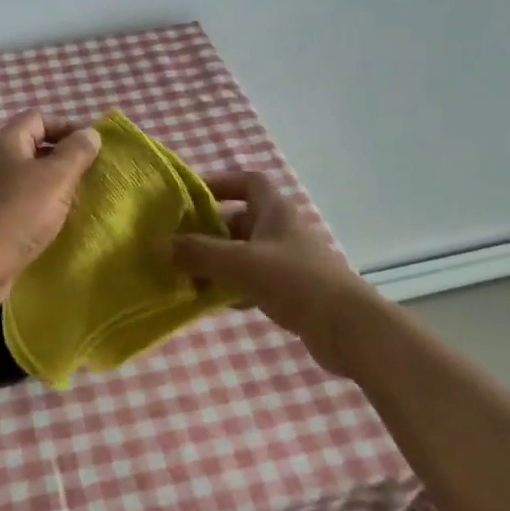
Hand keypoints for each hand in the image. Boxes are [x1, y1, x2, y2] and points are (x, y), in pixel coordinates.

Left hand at [0, 112, 102, 308]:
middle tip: (91, 176)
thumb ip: (76, 153)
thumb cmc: (16, 215)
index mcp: (6, 142)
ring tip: (79, 200)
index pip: (39, 118)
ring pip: (29, 178)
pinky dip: (41, 208)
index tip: (93, 148)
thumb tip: (90, 133)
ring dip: (54, 186)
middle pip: (34, 147)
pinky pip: (22, 203)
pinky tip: (57, 223)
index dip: (68, 127)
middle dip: (64, 158)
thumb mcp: (55, 179)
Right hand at [170, 171, 371, 355]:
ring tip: (188, 276)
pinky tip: (215, 303)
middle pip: (241, 220)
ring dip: (219, 262)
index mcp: (276, 211)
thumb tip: (162, 245)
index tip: (192, 198)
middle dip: (210, 231)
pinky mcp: (293, 291)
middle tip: (179, 244)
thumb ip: (200, 253)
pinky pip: (254, 282)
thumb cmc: (295, 282)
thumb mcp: (240, 263)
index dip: (221, 184)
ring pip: (245, 254)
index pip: (249, 182)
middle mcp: (283, 231)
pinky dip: (234, 288)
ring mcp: (289, 262)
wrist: (348, 328)